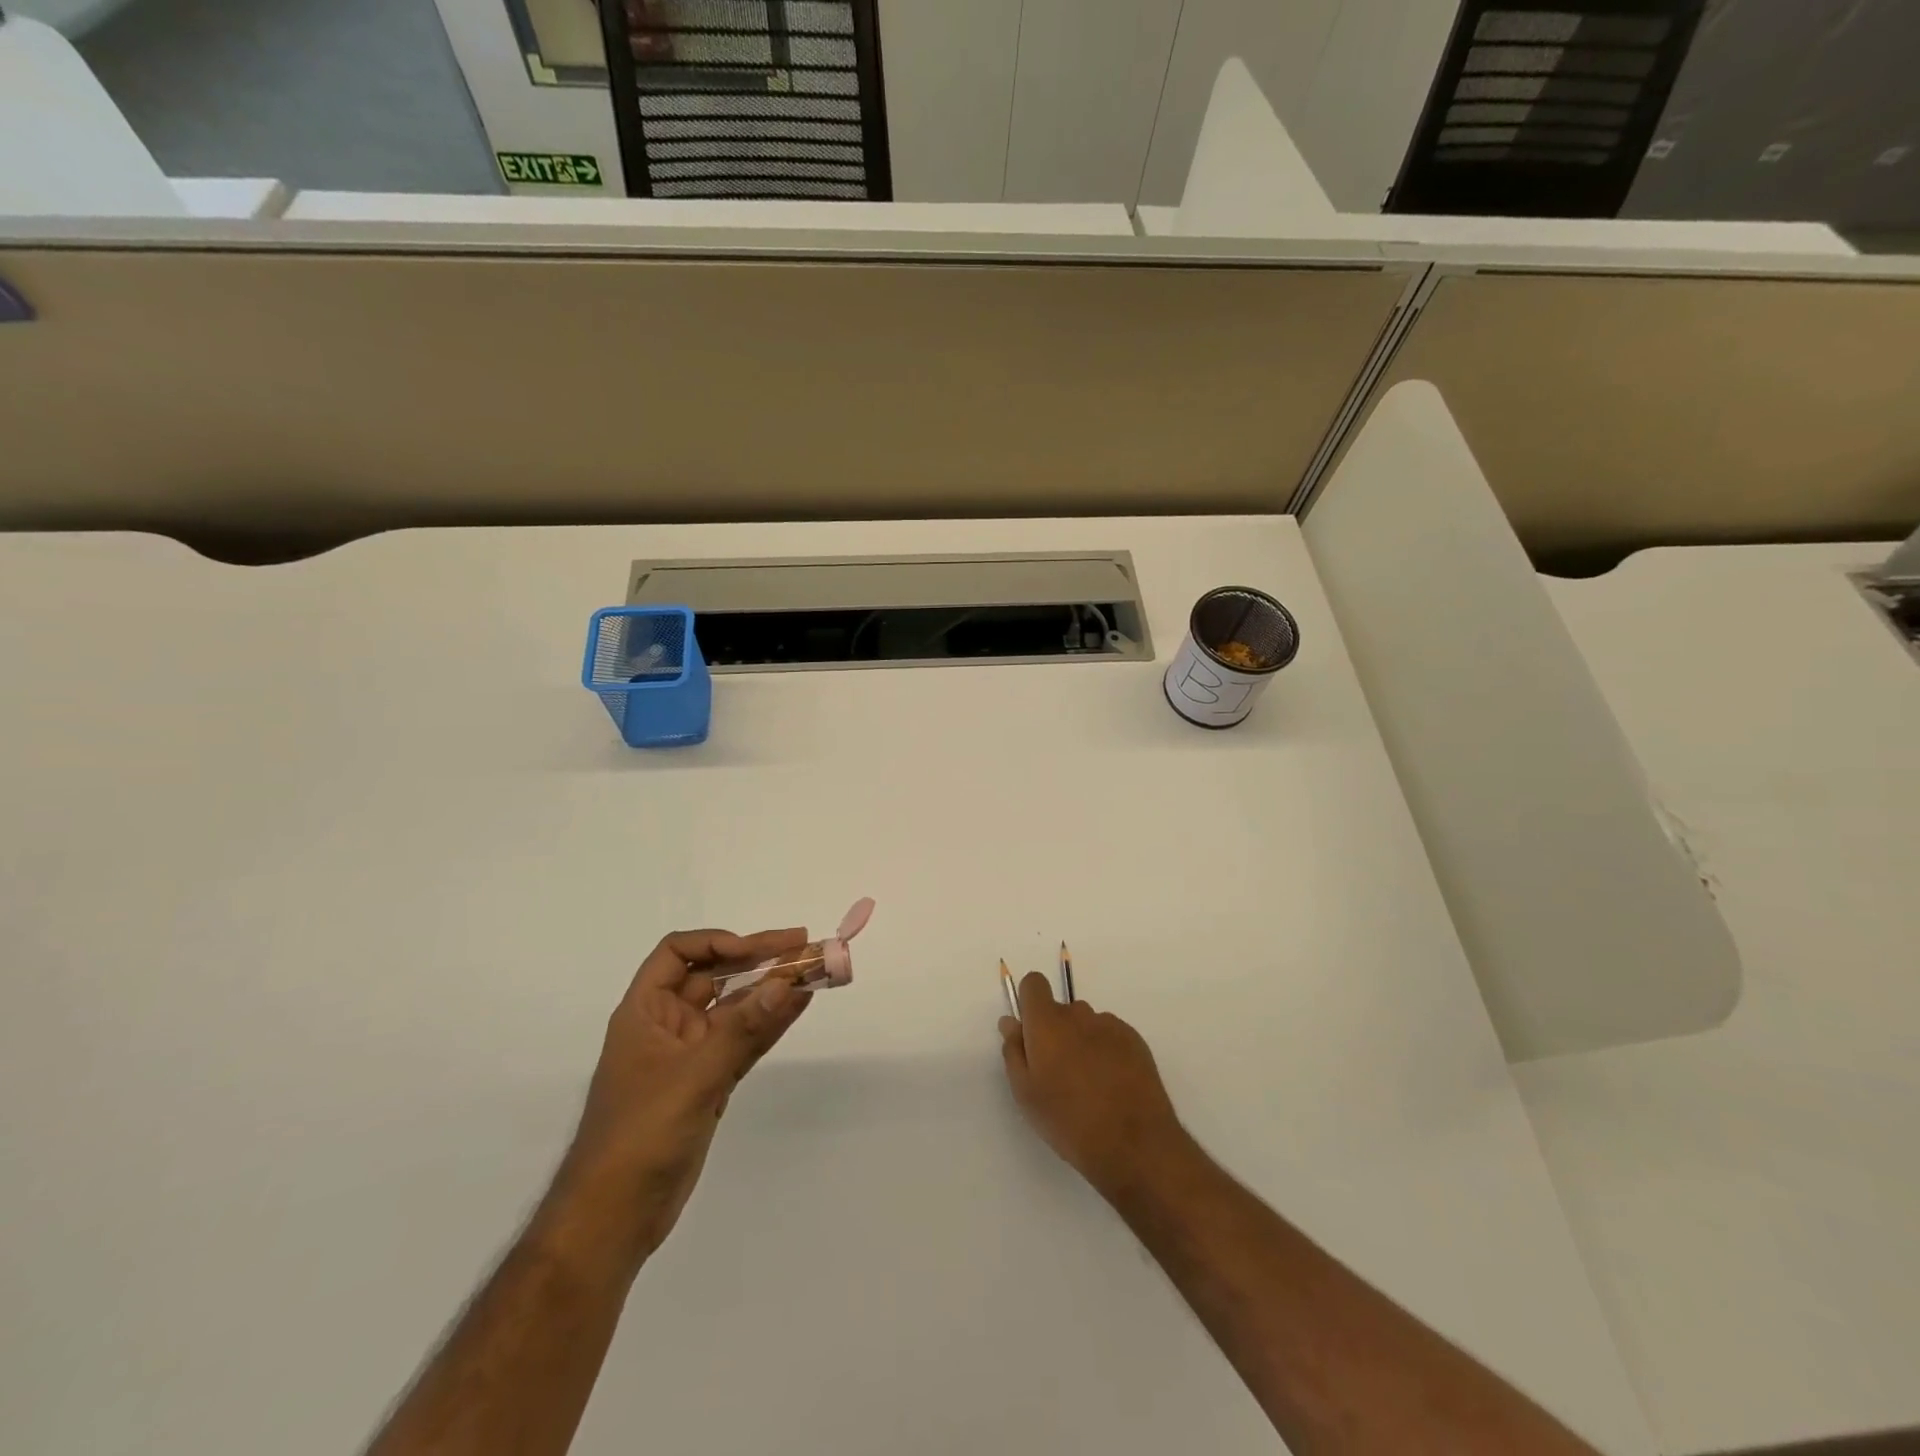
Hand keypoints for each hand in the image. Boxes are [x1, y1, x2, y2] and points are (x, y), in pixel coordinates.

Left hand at [550, 927, 812, 1262]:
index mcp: (645, 1012)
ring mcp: (690, 1055)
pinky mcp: (709, 1083)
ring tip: (812, 970)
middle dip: (757, 959)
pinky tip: (799, 1005)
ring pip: (735, 1009)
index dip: (715, 942)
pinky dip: (770, 1023)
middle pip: (714, 976)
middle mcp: (667, 1025)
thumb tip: (787, 983)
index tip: (754, 951)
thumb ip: (742, 1030)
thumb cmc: (640, 1135)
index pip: (676, 954)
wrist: (613, 1218)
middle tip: (802, 944)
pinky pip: (744, 1041)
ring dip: (770, 990)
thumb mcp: (693, 1077)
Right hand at [999, 974, 1188, 1198]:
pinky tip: (1113, 1086)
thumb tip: (1011, 1022)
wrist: (1135, 1145)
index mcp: (1047, 1023)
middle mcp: (1079, 1014)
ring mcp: (1110, 1025)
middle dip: (1056, 1032)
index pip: (1034, 984)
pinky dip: (1107, 1051)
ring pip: (1087, 1024)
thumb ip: (1014, 1051)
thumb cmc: (1069, 1121)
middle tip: (1059, 1074)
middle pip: (1061, 1010)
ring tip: (1090, 1085)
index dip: (1030, 1004)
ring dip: (1082, 1042)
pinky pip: (1111, 1035)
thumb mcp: (1026, 1094)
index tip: (1032, 1034)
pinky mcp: (1135, 1040)